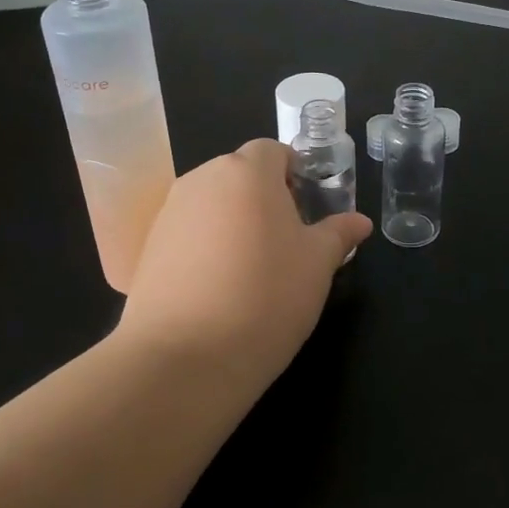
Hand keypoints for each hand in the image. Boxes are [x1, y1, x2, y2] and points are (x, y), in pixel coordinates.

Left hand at [119, 139, 371, 392]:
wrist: (184, 356)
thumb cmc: (266, 295)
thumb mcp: (318, 265)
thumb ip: (338, 234)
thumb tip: (359, 222)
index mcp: (248, 171)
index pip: (273, 151)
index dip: (294, 173)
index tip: (306, 209)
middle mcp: (203, 179)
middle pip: (240, 174)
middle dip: (264, 197)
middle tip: (285, 241)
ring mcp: (170, 212)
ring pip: (212, 203)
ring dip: (233, 221)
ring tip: (252, 268)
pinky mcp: (148, 247)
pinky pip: (187, 232)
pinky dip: (205, 247)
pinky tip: (218, 288)